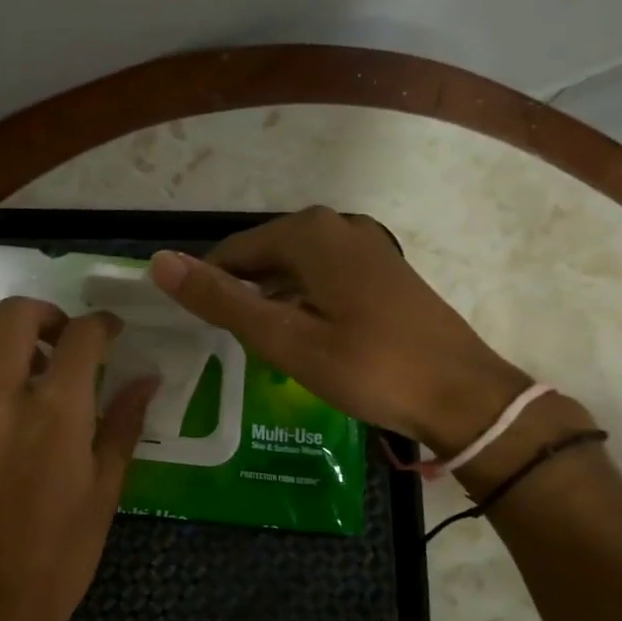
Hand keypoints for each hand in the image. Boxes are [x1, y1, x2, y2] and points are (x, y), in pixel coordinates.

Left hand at [0, 297, 156, 620]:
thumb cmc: (61, 553)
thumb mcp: (106, 490)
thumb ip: (124, 425)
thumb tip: (146, 379)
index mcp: (57, 414)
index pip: (81, 337)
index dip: (102, 325)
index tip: (111, 333)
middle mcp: (3, 398)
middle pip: (16, 315)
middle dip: (47, 315)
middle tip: (62, 341)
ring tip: (17, 363)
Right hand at [149, 206, 530, 455]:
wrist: (462, 394)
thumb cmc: (368, 367)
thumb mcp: (285, 338)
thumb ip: (221, 299)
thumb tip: (159, 263)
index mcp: (309, 234)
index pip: (232, 252)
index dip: (207, 289)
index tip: (198, 332)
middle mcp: (337, 226)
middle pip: (264, 256)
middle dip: (241, 295)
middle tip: (231, 347)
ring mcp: (365, 246)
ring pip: (293, 269)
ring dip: (270, 302)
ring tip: (259, 348)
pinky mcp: (382, 271)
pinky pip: (322, 279)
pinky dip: (301, 304)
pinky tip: (302, 339)